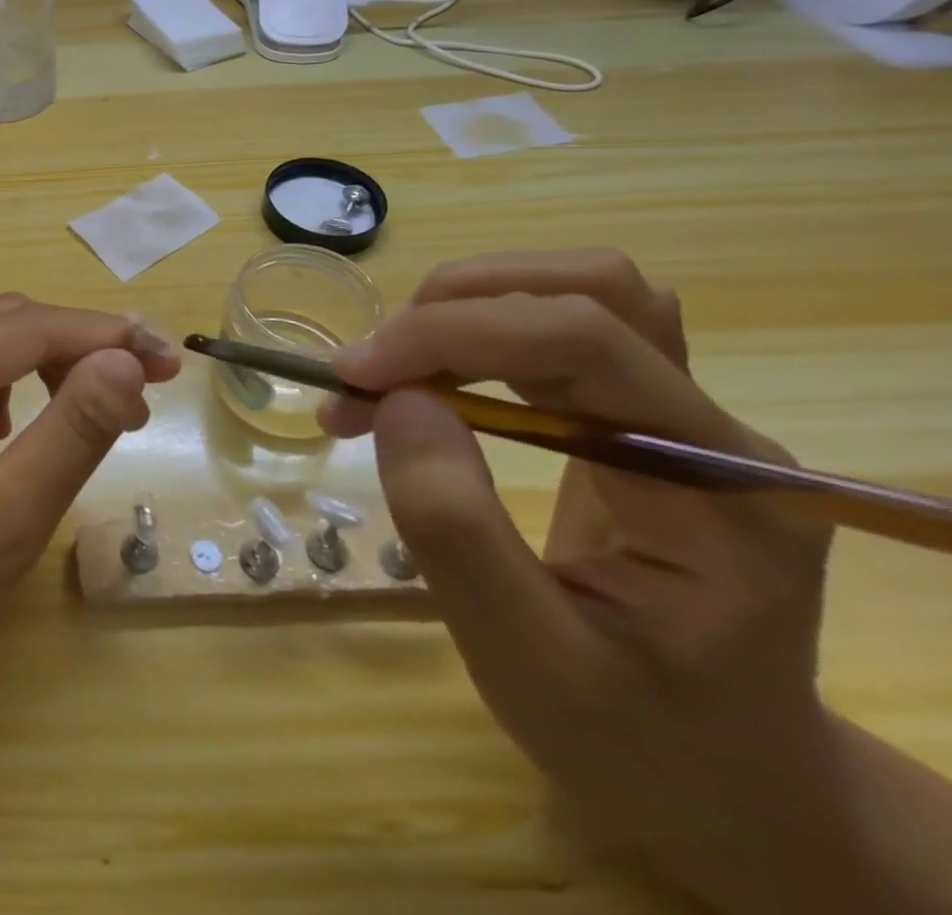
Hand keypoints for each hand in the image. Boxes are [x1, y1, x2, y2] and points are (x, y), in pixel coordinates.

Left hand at [0, 290, 179, 741]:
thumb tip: (126, 363)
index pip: (25, 326)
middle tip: (139, 392)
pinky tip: (5, 427)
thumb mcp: (1, 528)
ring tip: (85, 405)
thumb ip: (69, 435)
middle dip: (74, 342)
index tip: (169, 362)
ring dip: (36, 355)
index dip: (104, 336)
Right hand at [319, 250, 846, 909]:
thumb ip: (457, 528)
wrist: (723, 784)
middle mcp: (713, 429)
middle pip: (592, 290)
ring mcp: (679, 418)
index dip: (451, 336)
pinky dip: (468, 335)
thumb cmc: (636, 743)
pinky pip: (552, 332)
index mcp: (718, 489)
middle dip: (456, 307)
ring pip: (575, 291)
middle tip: (370, 371)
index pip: (585, 342)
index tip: (351, 376)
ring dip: (463, 308)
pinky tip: (419, 383)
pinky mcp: (634, 419)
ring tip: (388, 370)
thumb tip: (397, 400)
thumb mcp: (528, 662)